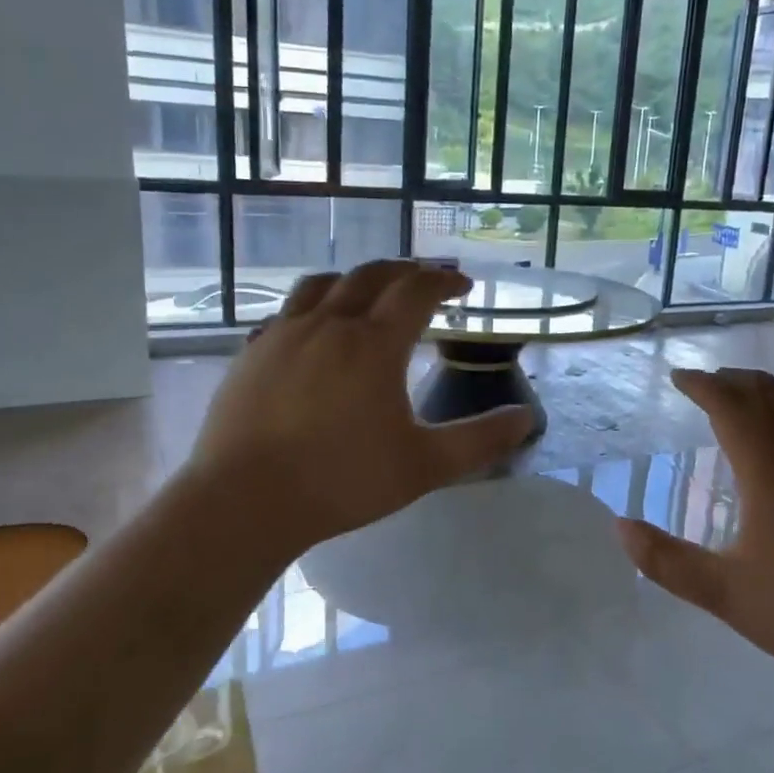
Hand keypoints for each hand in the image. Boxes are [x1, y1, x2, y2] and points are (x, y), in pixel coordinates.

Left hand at [188, 261, 533, 549]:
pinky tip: (313, 330)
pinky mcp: (251, 354)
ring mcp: (283, 335)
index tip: (463, 285)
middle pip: (370, 275)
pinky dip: (312, 308)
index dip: (444, 281)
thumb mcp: (425, 466)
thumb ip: (480, 440)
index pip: (416, 290)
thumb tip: (527, 419)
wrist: (245, 502)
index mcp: (374, 344)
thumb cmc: (343, 481)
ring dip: (354, 280)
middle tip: (424, 279)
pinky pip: (286, 313)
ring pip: (322, 285)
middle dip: (404, 270)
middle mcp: (329, 325)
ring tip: (369, 292)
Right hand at [616, 368, 773, 699]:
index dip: (703, 385)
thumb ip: (667, 561)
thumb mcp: (727, 595)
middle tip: (713, 384)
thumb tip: (620, 527)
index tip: (682, 379)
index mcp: (772, 469)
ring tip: (760, 398)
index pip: (731, 405)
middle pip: (772, 393)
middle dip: (737, 381)